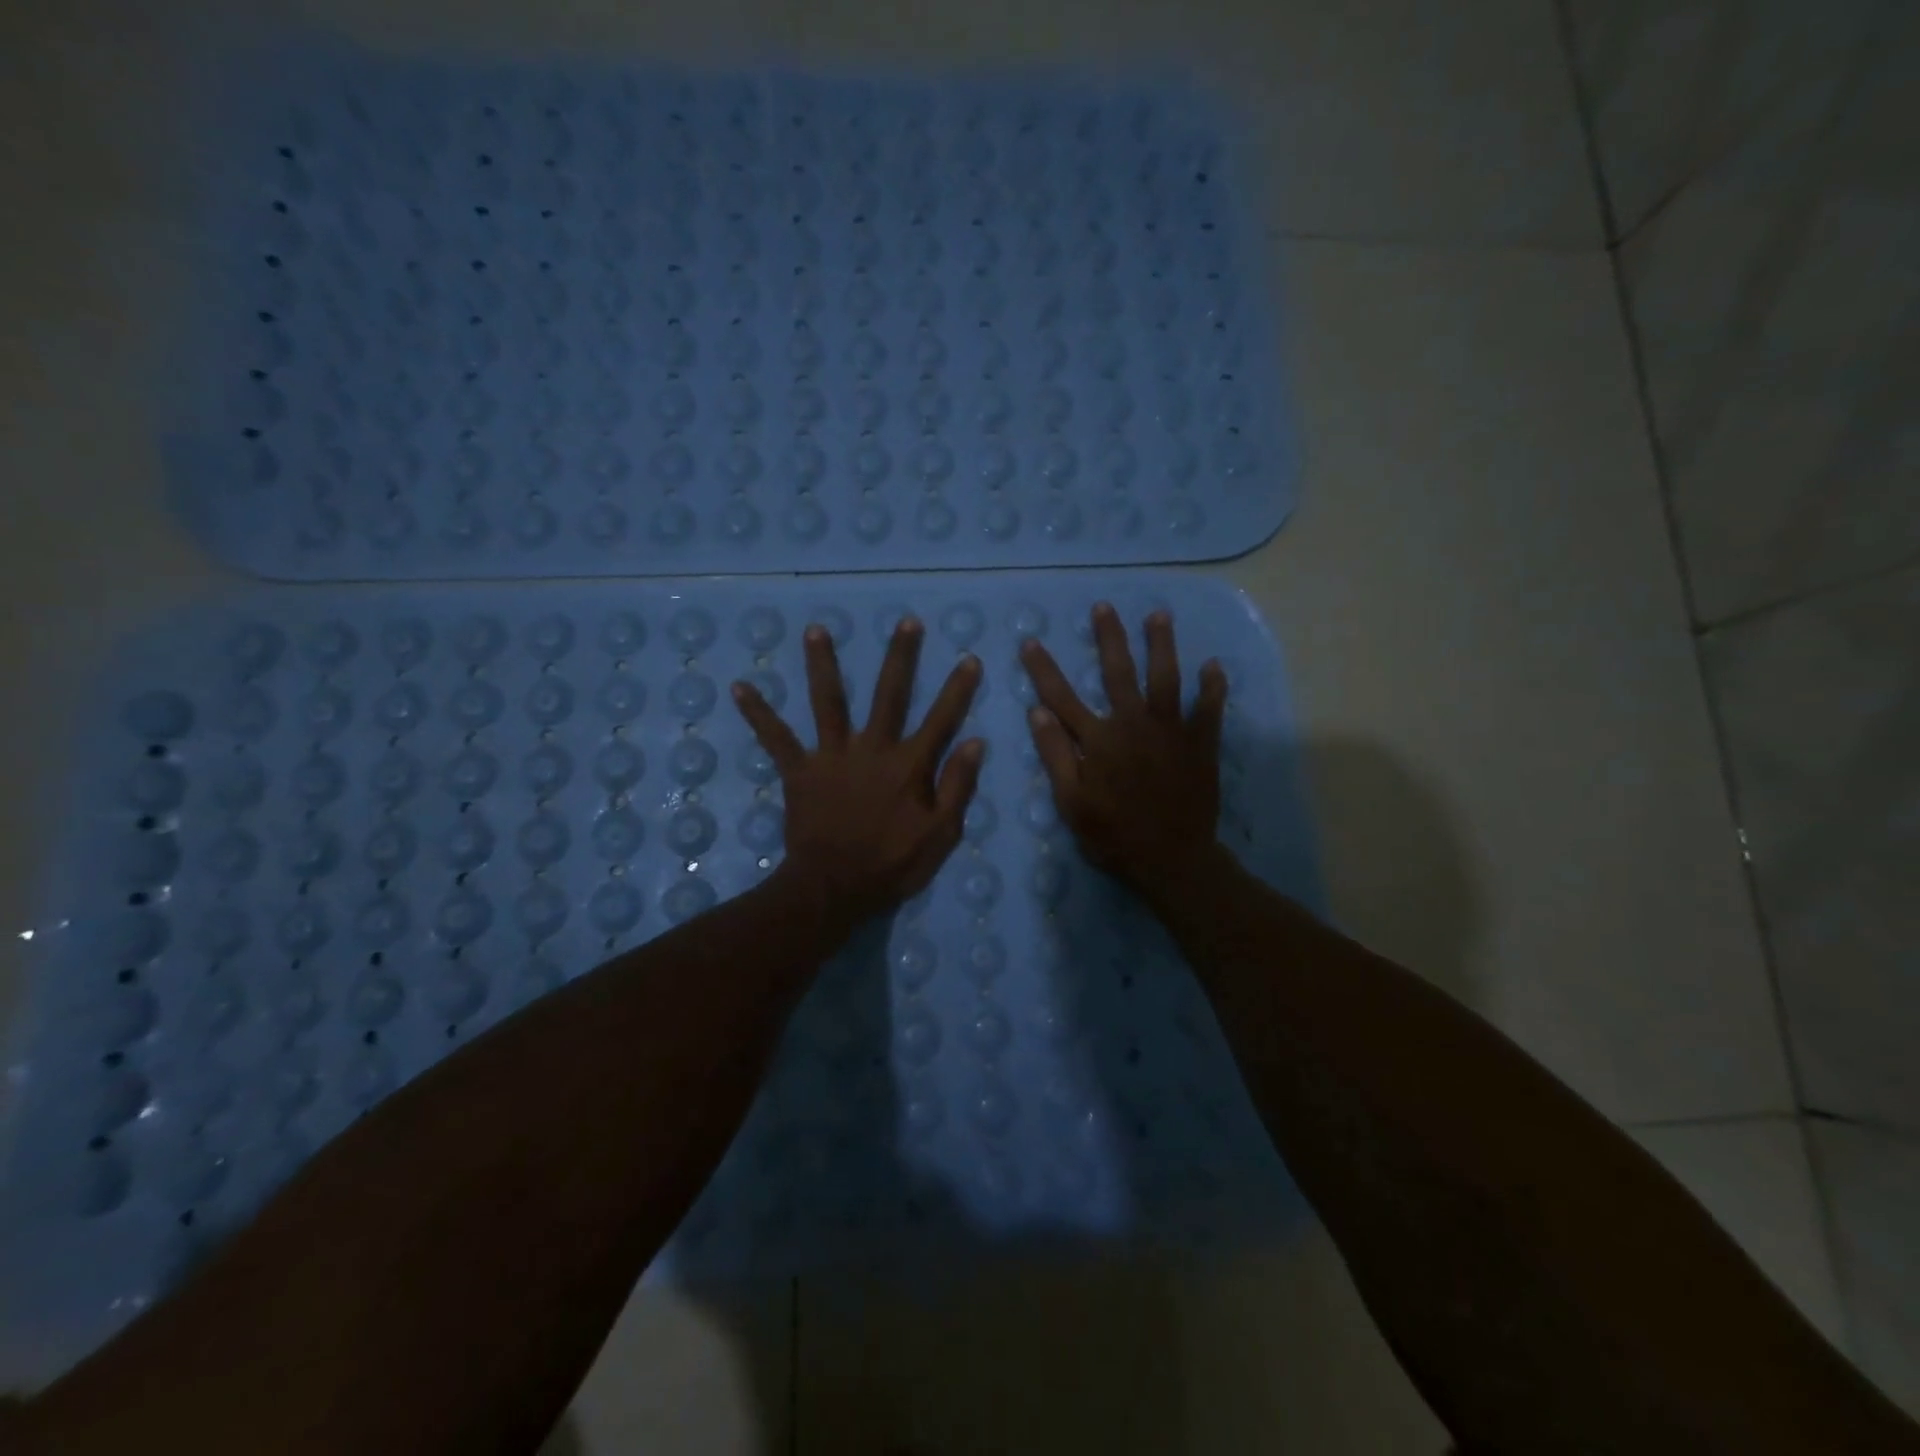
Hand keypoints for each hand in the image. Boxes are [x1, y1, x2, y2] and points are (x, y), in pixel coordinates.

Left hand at [733, 616, 985, 926]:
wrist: (833, 888)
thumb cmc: (891, 865)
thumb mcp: (940, 835)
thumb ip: (958, 787)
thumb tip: (975, 742)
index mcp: (908, 765)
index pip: (941, 719)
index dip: (958, 689)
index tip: (969, 658)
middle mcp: (871, 749)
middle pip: (888, 694)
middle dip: (900, 657)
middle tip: (906, 622)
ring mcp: (832, 756)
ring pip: (828, 701)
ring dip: (823, 664)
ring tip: (816, 629)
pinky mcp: (800, 771)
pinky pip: (776, 738)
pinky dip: (758, 714)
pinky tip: (739, 687)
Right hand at [1021, 604, 1228, 904]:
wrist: (1172, 859)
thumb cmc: (1113, 835)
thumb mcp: (1071, 802)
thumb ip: (1055, 755)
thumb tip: (1037, 712)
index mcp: (1098, 740)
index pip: (1062, 697)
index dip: (1044, 669)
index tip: (1031, 642)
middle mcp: (1133, 724)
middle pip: (1118, 672)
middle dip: (1109, 638)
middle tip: (1104, 607)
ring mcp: (1171, 731)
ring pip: (1166, 678)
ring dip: (1162, 645)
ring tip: (1159, 615)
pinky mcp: (1200, 744)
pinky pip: (1209, 709)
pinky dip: (1212, 687)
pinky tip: (1214, 665)